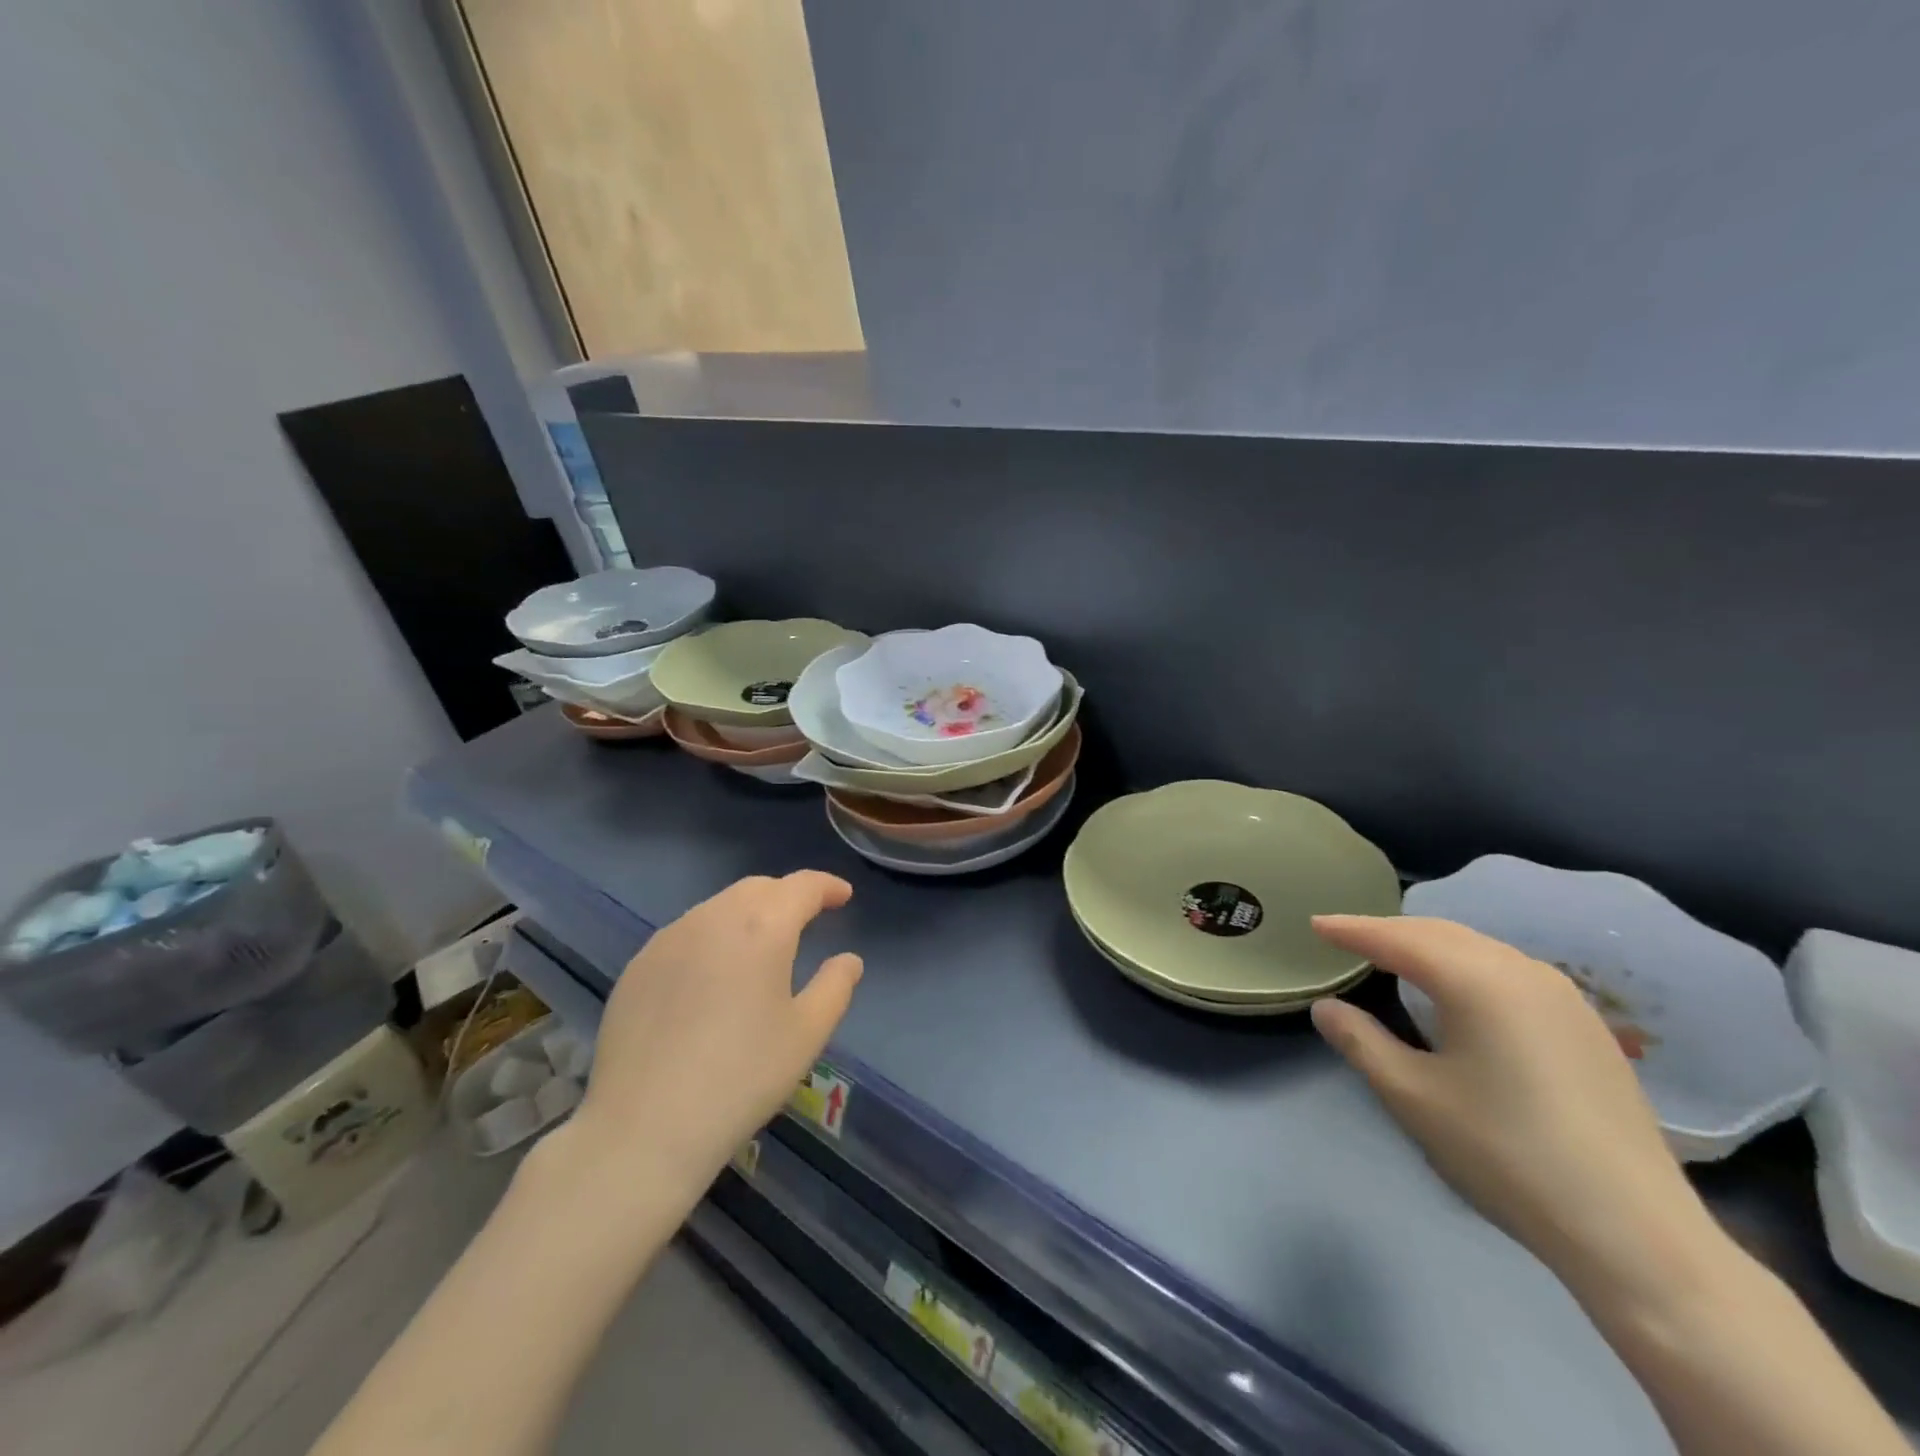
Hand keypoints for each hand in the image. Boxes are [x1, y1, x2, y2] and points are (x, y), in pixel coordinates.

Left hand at [567, 872, 862, 1189]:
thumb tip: (848, 960)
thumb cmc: (742, 1077)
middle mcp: (713, 918)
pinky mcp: (638, 966)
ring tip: (760, 946)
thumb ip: (835, 987)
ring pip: (718, 907)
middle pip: (758, 889)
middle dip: (787, 896)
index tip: (843, 896)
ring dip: (747, 914)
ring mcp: (669, 939)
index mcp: (762, 927)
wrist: (644, 1127)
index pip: (802, 886)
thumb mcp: (807, 1034)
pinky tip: (712, 974)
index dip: (827, 886)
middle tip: (807, 919)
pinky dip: (711, 937)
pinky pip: (686, 933)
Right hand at [1309, 915, 1718, 1300]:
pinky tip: (1460, 992)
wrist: (1635, 1232)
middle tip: (1348, 938)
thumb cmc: (1506, 1154)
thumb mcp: (1413, 1097)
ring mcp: (1563, 998)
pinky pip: (1509, 972)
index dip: (1352, 930)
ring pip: (1479, 949)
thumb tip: (1327, 1008)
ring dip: (1430, 946)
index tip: (1315, 924)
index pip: (1397, 939)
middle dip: (1390, 931)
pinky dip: (1468, 966)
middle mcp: (1521, 972)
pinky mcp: (1587, 1027)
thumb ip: (1361, 1042)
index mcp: (1476, 981)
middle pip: (1441, 933)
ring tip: (1395, 958)